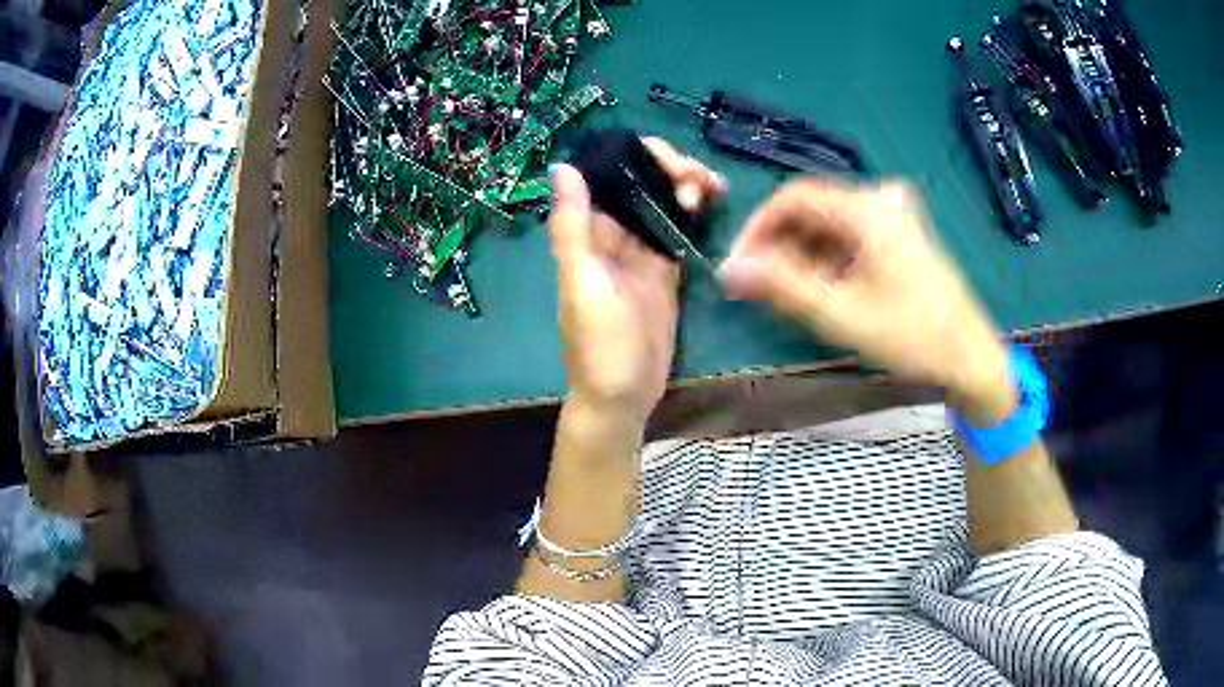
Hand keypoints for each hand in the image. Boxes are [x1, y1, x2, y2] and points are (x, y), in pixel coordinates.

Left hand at [548, 139, 723, 421]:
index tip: (668, 159)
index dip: (636, 156)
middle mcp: (611, 234)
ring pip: (661, 202)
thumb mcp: (583, 283)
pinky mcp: (664, 269)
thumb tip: (562, 165)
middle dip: (669, 168)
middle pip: (639, 182)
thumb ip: (572, 227)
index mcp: (585, 231)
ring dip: (685, 186)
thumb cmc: (598, 344)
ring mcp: (640, 251)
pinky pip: (677, 229)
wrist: (623, 395)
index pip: (607, 175)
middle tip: (700, 180)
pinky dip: (693, 213)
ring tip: (713, 187)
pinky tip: (712, 202)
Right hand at [719, 179, 1014, 421]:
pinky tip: (825, 290)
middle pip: (812, 210)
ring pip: (831, 225)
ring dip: (803, 255)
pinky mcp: (902, 235)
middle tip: (759, 287)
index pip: (792, 197)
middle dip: (780, 246)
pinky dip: (830, 259)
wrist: (969, 357)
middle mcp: (880, 200)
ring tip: (789, 296)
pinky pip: (852, 236)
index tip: (739, 265)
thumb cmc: (910, 335)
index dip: (758, 228)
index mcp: (866, 208)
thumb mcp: (840, 313)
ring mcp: (895, 216)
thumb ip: (781, 286)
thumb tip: (728, 269)